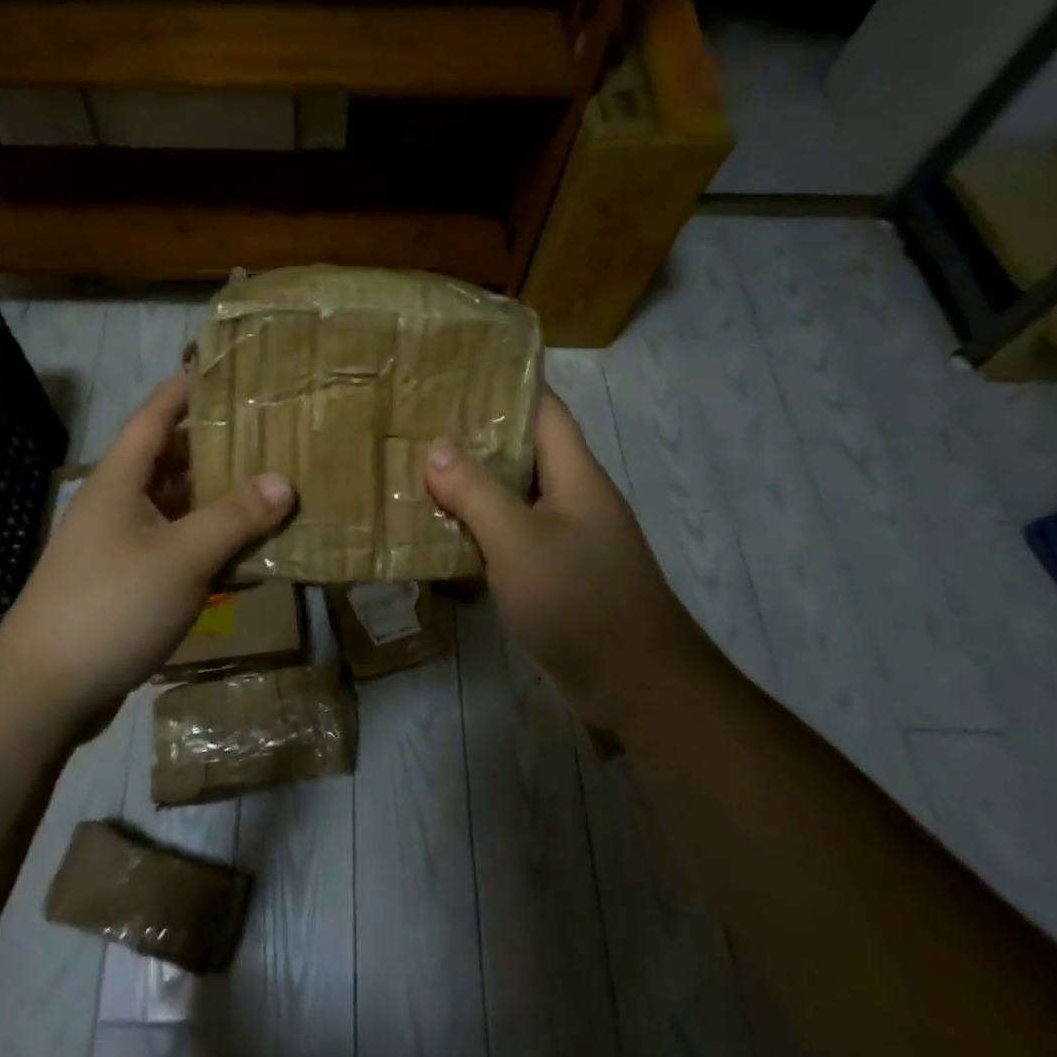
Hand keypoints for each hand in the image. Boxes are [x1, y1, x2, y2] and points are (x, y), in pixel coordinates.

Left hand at [0, 374, 295, 734]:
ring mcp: (118, 545)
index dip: (185, 387)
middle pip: (169, 459)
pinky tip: (242, 550)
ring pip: (175, 506)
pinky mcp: (124, 582)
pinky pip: (174, 546)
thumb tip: (284, 481)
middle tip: (265, 429)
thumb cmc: (109, 606)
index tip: (221, 366)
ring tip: (266, 483)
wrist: (41, 693)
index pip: (154, 415)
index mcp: (119, 480)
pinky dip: (206, 541)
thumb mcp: (181, 558)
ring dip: (214, 497)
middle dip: (214, 444)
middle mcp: (117, 503)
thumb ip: (234, 518)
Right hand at [424, 387, 678, 721]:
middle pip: (524, 448)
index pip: (544, 408)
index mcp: (575, 474)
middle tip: (421, 418)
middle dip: (476, 432)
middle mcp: (573, 496)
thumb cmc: (580, 600)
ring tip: (419, 465)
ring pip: (514, 492)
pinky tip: (442, 527)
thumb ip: (476, 492)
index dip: (506, 382)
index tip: (457, 370)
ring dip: (473, 481)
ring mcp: (567, 535)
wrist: (638, 686)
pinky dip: (480, 524)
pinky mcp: (557, 571)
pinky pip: (513, 532)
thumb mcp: (519, 541)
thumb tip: (436, 446)